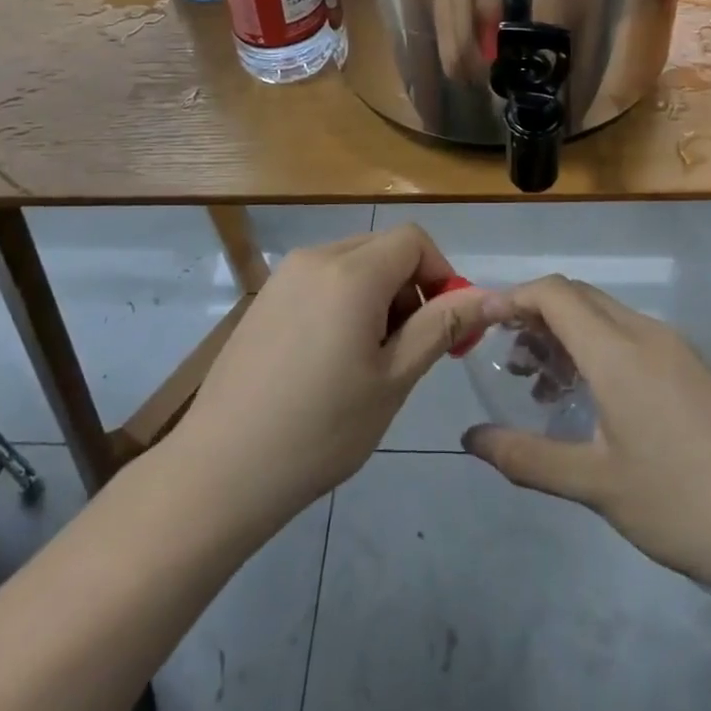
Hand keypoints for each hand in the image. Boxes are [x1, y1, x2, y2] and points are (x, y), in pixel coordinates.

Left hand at [172, 225, 489, 529]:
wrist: (220, 470)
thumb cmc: (320, 429)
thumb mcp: (394, 379)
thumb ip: (441, 326)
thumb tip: (489, 297)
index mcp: (352, 272)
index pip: (414, 240)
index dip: (440, 274)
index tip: (444, 326)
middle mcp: (316, 257)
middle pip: (383, 248)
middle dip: (410, 287)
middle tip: (408, 349)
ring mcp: (284, 275)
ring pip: (353, 263)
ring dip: (378, 295)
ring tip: (368, 359)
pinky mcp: (265, 297)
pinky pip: (322, 279)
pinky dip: (344, 301)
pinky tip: (330, 359)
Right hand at [463, 276, 710, 595]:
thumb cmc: (678, 504)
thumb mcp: (594, 484)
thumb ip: (525, 456)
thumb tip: (470, 438)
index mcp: (618, 351)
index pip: (554, 294)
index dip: (513, 298)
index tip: (481, 321)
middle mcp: (645, 333)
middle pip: (578, 297)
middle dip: (536, 314)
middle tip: (507, 356)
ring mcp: (674, 347)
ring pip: (605, 316)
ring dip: (566, 333)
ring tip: (540, 383)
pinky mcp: (691, 366)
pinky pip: (630, 336)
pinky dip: (596, 348)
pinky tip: (589, 398)